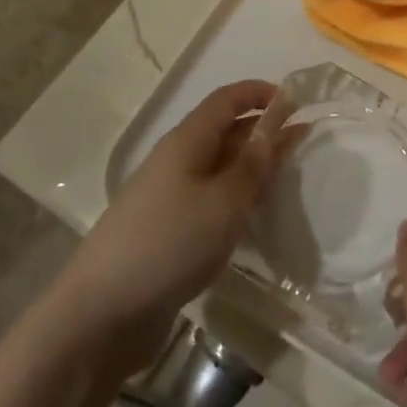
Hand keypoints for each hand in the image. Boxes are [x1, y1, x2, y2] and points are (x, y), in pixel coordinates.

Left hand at [58, 80, 274, 371]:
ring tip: (288, 177)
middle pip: (223, 132)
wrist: (102, 313)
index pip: (226, 100)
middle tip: (304, 141)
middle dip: (262, 130)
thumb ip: (252, 167)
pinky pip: (210, 201)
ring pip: (218, 169)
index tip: (296, 101)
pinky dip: (236, 199)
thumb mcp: (223, 203)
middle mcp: (176, 162)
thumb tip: (271, 133)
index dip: (259, 93)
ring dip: (252, 167)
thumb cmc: (169, 244)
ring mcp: (169, 198)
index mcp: (186, 143)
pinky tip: (255, 218)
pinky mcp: (168, 232)